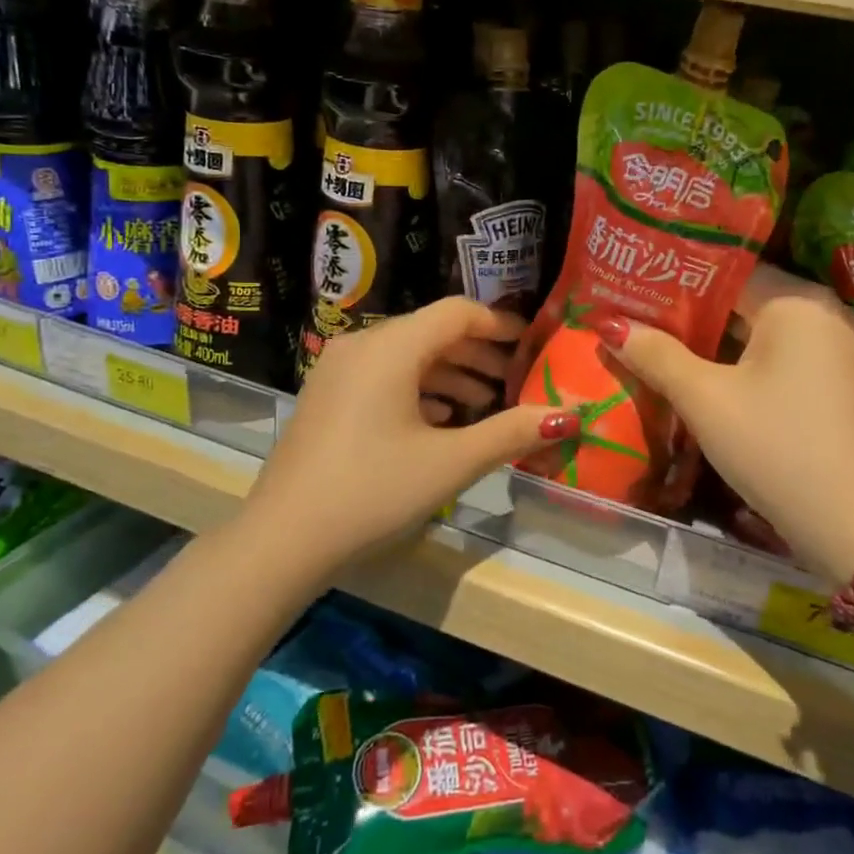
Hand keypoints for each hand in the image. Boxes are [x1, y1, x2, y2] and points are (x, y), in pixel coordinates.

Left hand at [246, 298, 578, 575]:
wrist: (283, 540)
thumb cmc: (373, 491)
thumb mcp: (451, 462)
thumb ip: (511, 432)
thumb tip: (570, 415)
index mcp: (391, 347)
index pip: (457, 313)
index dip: (500, 324)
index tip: (532, 345)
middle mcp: (361, 345)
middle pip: (432, 331)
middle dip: (478, 353)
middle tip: (516, 380)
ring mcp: (338, 370)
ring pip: (407, 355)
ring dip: (450, 372)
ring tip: (485, 402)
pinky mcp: (327, 397)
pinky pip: (383, 375)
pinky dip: (418, 388)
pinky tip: (440, 419)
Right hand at [601, 267, 853, 583]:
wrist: (852, 524)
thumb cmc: (775, 447)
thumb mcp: (706, 400)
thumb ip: (657, 356)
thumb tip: (609, 324)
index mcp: (796, 302)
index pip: (727, 271)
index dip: (678, 279)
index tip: (635, 285)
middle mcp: (823, 314)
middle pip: (745, 299)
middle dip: (691, 311)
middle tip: (638, 313)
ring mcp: (835, 350)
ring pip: (761, 331)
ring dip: (714, 338)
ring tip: (660, 340)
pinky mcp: (836, 383)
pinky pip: (780, 355)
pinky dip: (743, 360)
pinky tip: (707, 374)